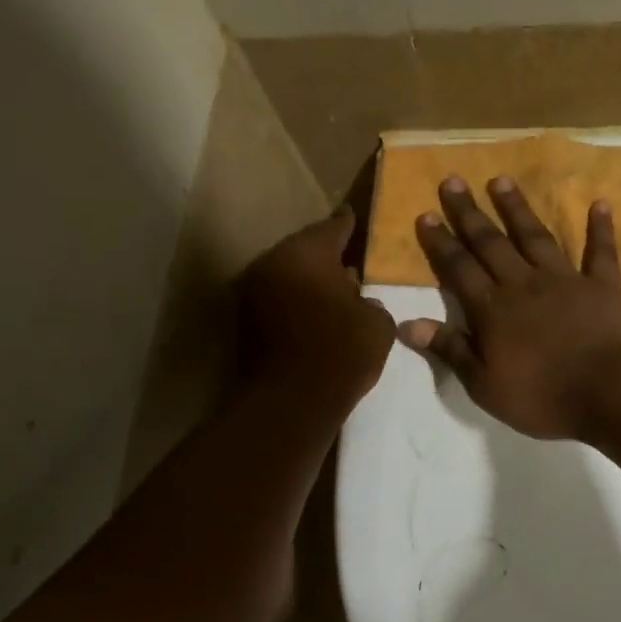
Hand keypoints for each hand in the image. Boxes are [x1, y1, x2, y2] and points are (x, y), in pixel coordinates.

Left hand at [238, 211, 395, 414]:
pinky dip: (294, 303)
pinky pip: (276, 300)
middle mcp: (271, 264)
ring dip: (307, 282)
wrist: (290, 403)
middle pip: (303, 252)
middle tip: (348, 261)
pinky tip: (315, 316)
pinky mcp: (242, 322)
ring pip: (286, 276)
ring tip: (334, 292)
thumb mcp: (377, 325)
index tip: (354, 218)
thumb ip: (371, 303)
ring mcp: (251, 293)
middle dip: (325, 256)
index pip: (332, 228)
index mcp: (306, 254)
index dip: (348, 224)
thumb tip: (361, 301)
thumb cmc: (340, 353)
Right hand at [399, 176, 620, 439]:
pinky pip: (601, 252)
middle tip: (453, 180)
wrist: (609, 394)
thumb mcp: (484, 385)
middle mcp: (524, 284)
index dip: (441, 242)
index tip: (426, 214)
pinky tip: (600, 204)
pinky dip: (600, 228)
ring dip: (518, 208)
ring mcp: (566, 281)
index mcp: (493, 310)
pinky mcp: (603, 287)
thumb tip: (407, 324)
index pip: (459, 268)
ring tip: (501, 180)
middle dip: (470, 212)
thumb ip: (450, 350)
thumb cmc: (542, 397)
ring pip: (536, 237)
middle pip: (491, 243)